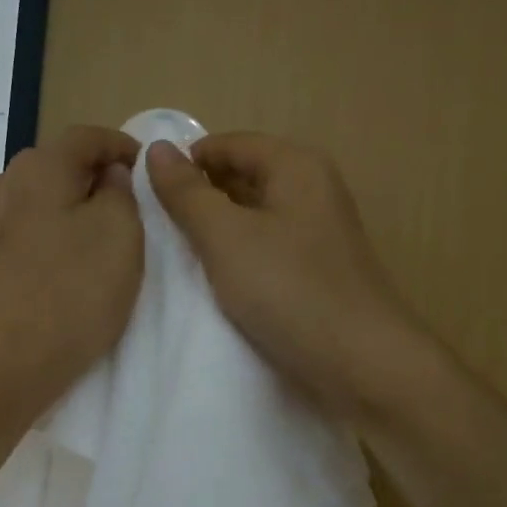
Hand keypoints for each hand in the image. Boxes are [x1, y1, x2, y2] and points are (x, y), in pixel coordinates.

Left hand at [0, 126, 143, 411]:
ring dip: (70, 209)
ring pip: (40, 200)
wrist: (5, 361)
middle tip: (130, 206)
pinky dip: (50, 236)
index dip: (121, 145)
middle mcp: (3, 183)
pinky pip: (26, 231)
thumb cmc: (73, 291)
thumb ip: (120, 191)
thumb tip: (107, 176)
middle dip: (95, 179)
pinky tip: (65, 264)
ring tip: (99, 238)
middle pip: (58, 166)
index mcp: (39, 166)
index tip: (147, 166)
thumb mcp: (121, 232)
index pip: (87, 136)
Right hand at [146, 133, 424, 419]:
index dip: (187, 162)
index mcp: (296, 166)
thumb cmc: (289, 290)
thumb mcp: (226, 237)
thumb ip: (188, 194)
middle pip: (244, 175)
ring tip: (178, 253)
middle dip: (200, 195)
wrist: (360, 363)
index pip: (229, 144)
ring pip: (254, 215)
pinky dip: (238, 254)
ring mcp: (318, 232)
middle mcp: (312, 189)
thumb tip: (158, 150)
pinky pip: (267, 246)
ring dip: (217, 228)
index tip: (145, 194)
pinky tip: (216, 278)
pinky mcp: (317, 269)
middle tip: (156, 227)